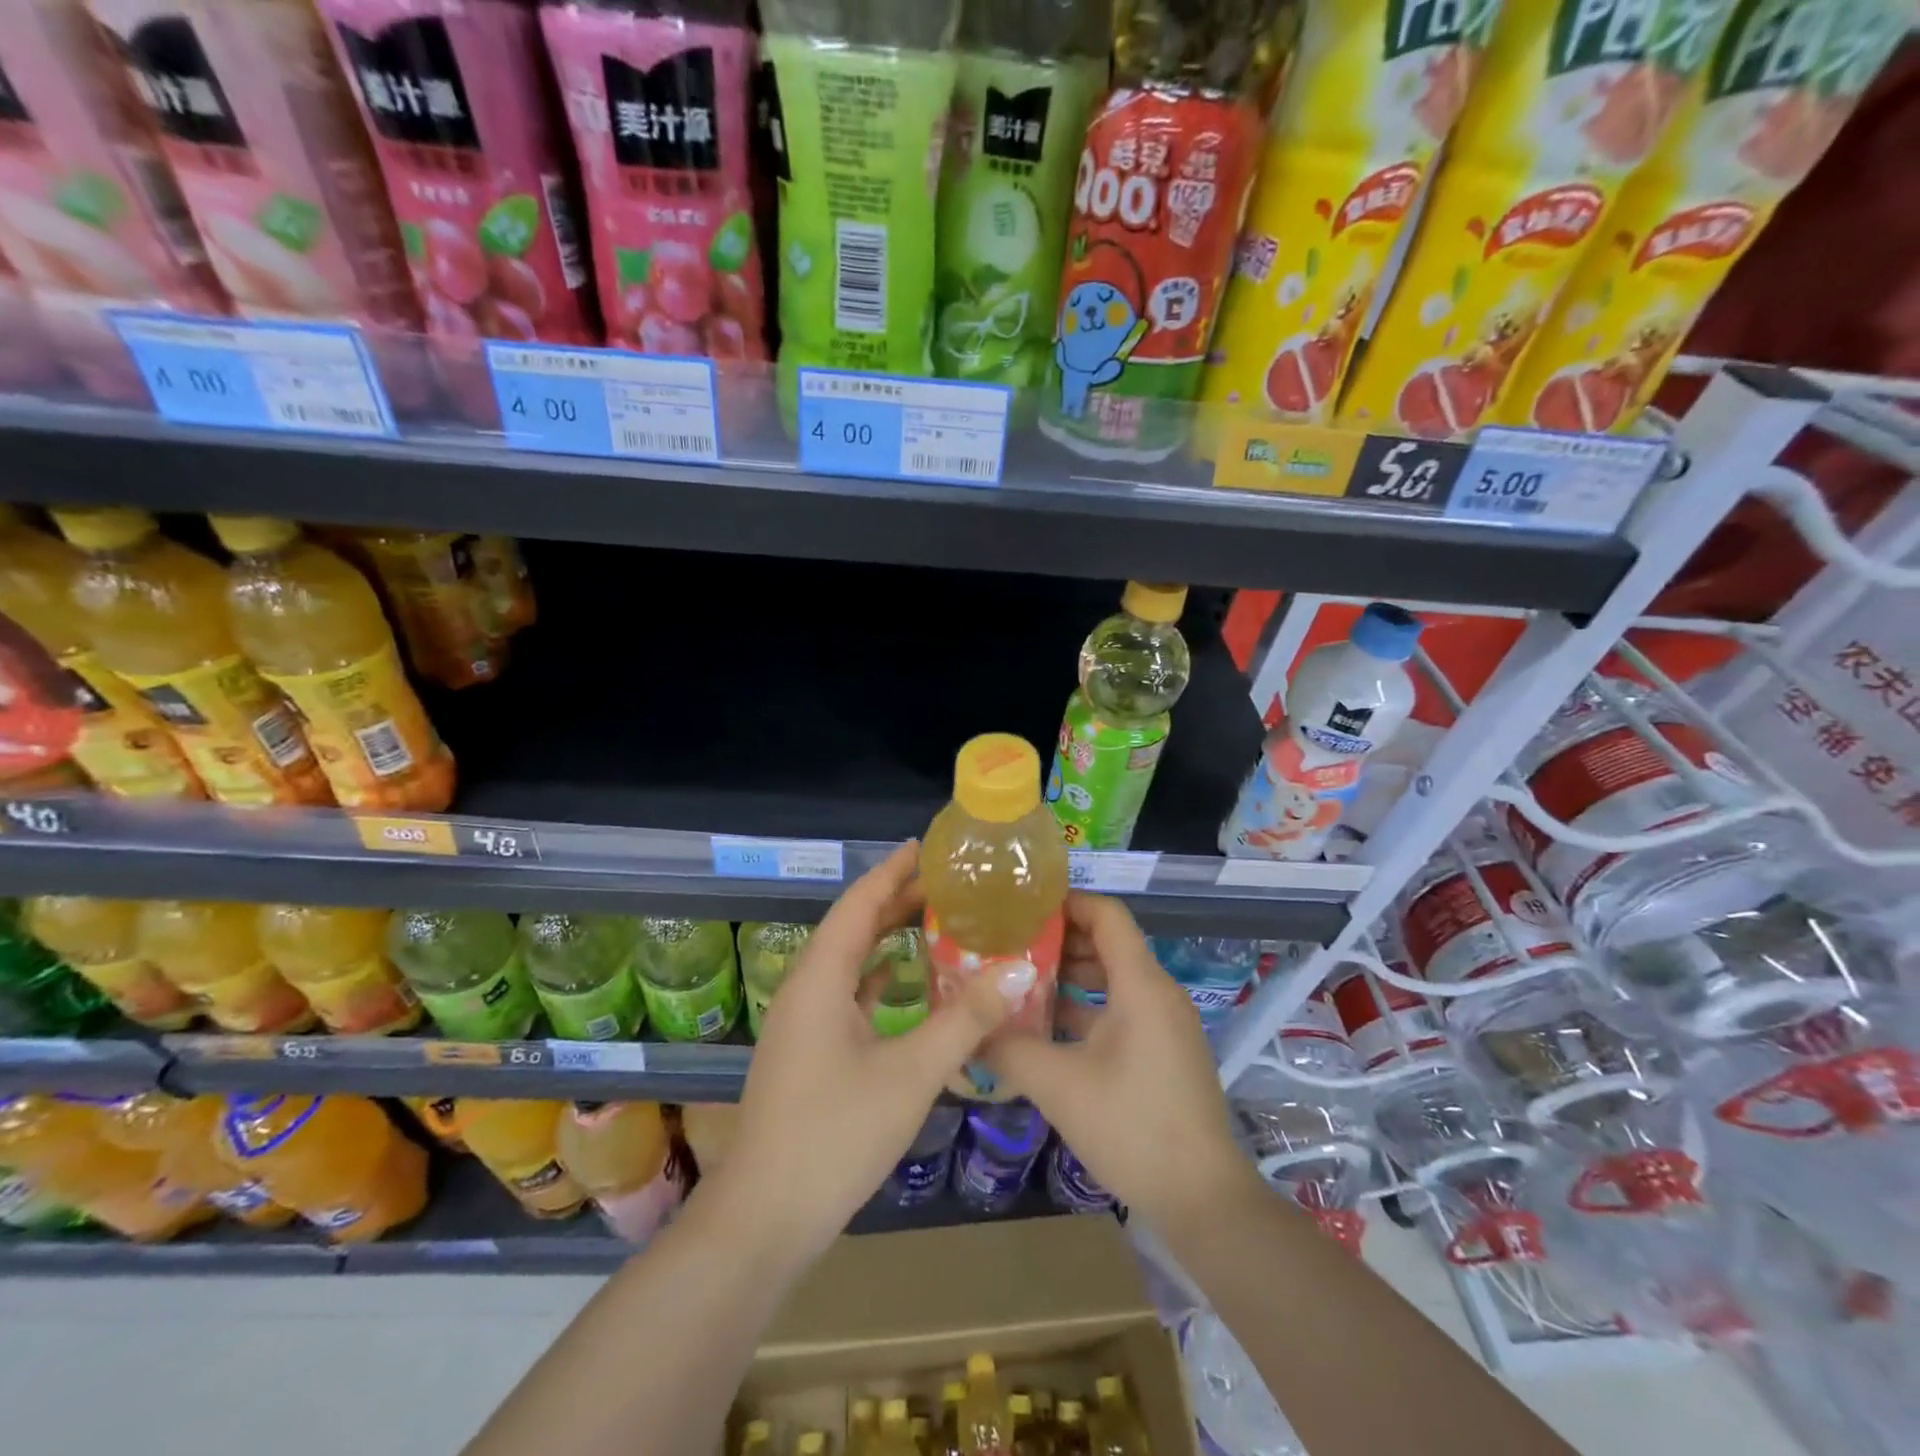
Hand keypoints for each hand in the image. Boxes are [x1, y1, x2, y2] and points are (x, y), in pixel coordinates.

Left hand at [695, 841, 1012, 1265]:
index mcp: (820, 978)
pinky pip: (845, 994)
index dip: (892, 872)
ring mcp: (801, 1022)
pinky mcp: (807, 1050)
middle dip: (895, 901)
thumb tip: (1016, 972)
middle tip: (947, 885)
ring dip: (885, 938)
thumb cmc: (834, 1135)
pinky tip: (903, 983)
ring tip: (933, 922)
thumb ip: (964, 1020)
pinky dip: (876, 978)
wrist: (764, 1219)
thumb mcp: (910, 1074)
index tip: (926, 848)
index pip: (859, 904)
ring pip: (848, 961)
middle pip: (852, 926)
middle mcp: (805, 988)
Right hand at [986, 893, 1257, 1231]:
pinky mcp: (1163, 1051)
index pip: (1106, 914)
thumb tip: (968, 1027)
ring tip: (1019, 983)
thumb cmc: (1132, 1128)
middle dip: (1058, 941)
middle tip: (1009, 946)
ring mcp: (1164, 1023)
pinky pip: (1121, 1009)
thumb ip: (1009, 1048)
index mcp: (1141, 985)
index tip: (1021, 909)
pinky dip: (1086, 1007)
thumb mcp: (1059, 1085)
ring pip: (1113, 978)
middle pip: (1107, 943)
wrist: (1202, 1199)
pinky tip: (1047, 1027)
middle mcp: (1158, 993)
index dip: (1066, 903)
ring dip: (1069, 976)